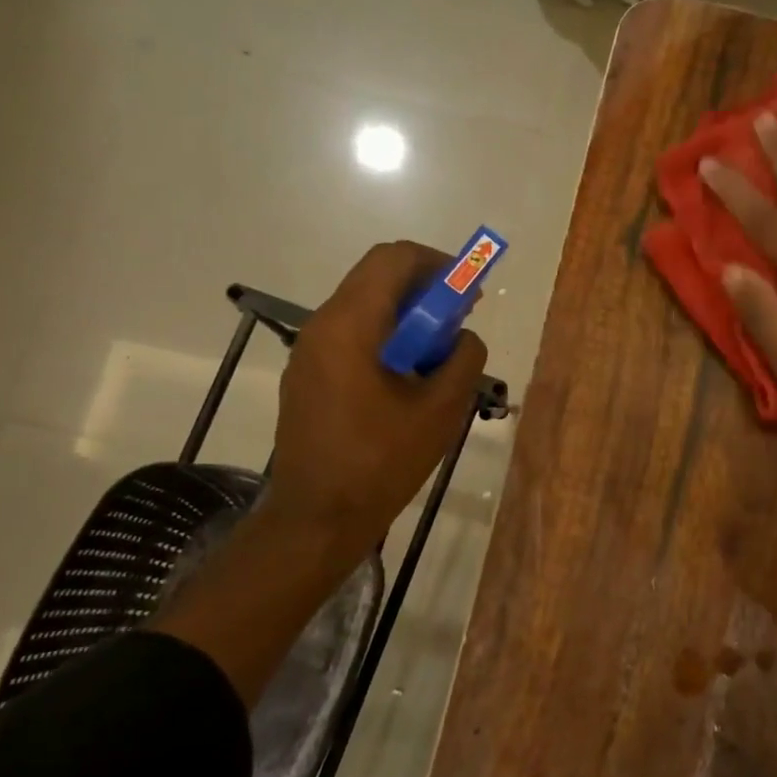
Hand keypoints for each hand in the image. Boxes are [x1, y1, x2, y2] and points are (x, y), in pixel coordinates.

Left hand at [264, 241, 486, 553]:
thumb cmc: (381, 462)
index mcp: (350, 325)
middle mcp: (321, 326)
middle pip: (377, 278)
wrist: (318, 518)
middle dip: (425, 290)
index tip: (468, 293)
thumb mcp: (441, 409)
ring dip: (406, 317)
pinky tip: (407, 378)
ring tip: (438, 355)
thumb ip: (464, 358)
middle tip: (459, 320)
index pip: (394, 258)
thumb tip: (463, 337)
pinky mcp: (307, 376)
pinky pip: (351, 336)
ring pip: (364, 307)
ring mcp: (309, 352)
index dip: (438, 264)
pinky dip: (385, 338)